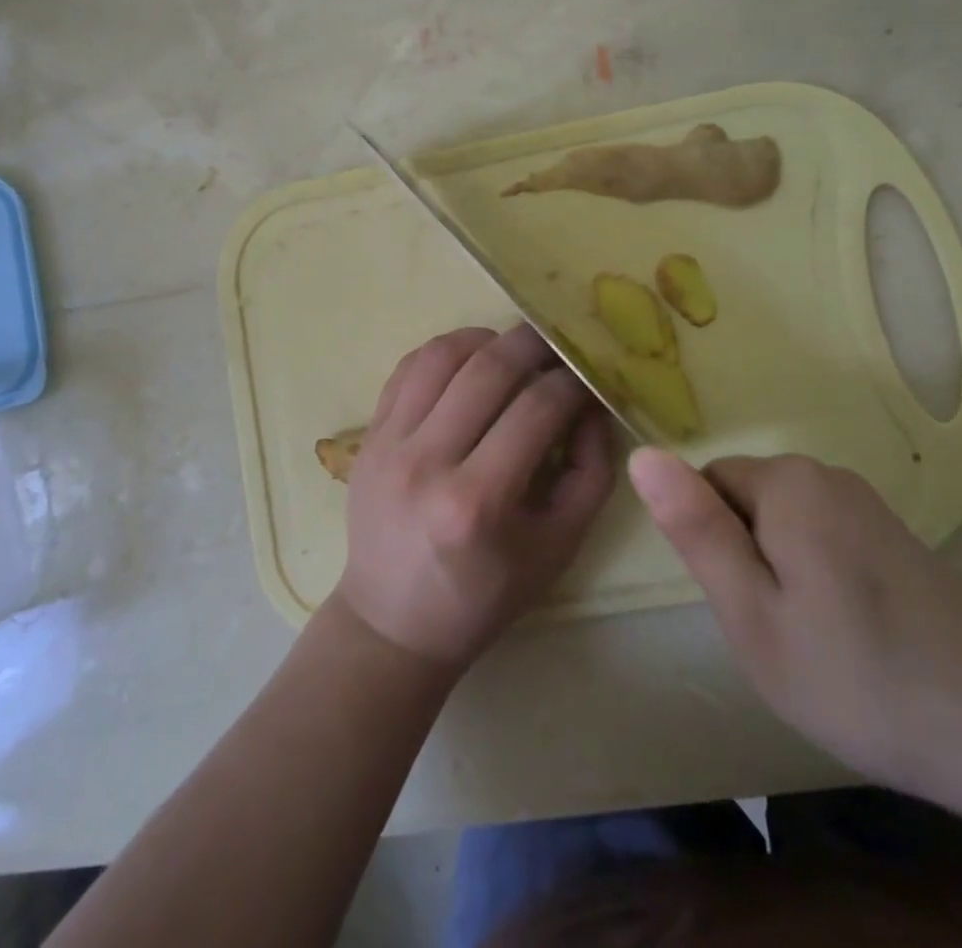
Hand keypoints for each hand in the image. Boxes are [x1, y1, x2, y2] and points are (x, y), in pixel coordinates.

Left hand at [334, 325, 617, 668]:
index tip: (588, 374)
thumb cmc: (484, 595)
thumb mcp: (557, 547)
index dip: (572, 382)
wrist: (393, 621)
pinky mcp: (369, 435)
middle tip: (558, 342)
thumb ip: (590, 473)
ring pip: (441, 355)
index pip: (536, 409)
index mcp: (477, 503)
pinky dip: (444, 351)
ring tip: (512, 350)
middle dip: (533, 343)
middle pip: (487, 368)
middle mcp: (427, 463)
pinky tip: (469, 361)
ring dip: (485, 339)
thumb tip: (592, 405)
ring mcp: (389, 443)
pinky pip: (408, 368)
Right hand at [628, 449, 961, 823]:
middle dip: (745, 557)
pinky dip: (819, 580)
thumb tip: (641, 454)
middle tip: (779, 632)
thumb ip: (695, 530)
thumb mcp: (753, 615)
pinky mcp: (896, 536)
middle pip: (744, 500)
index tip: (747, 606)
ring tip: (816, 641)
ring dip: (781, 573)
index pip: (705, 485)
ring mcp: (867, 504)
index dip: (713, 547)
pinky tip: (855, 638)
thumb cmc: (861, 679)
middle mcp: (825, 474)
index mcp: (786, 482)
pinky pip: (822, 539)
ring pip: (781, 523)